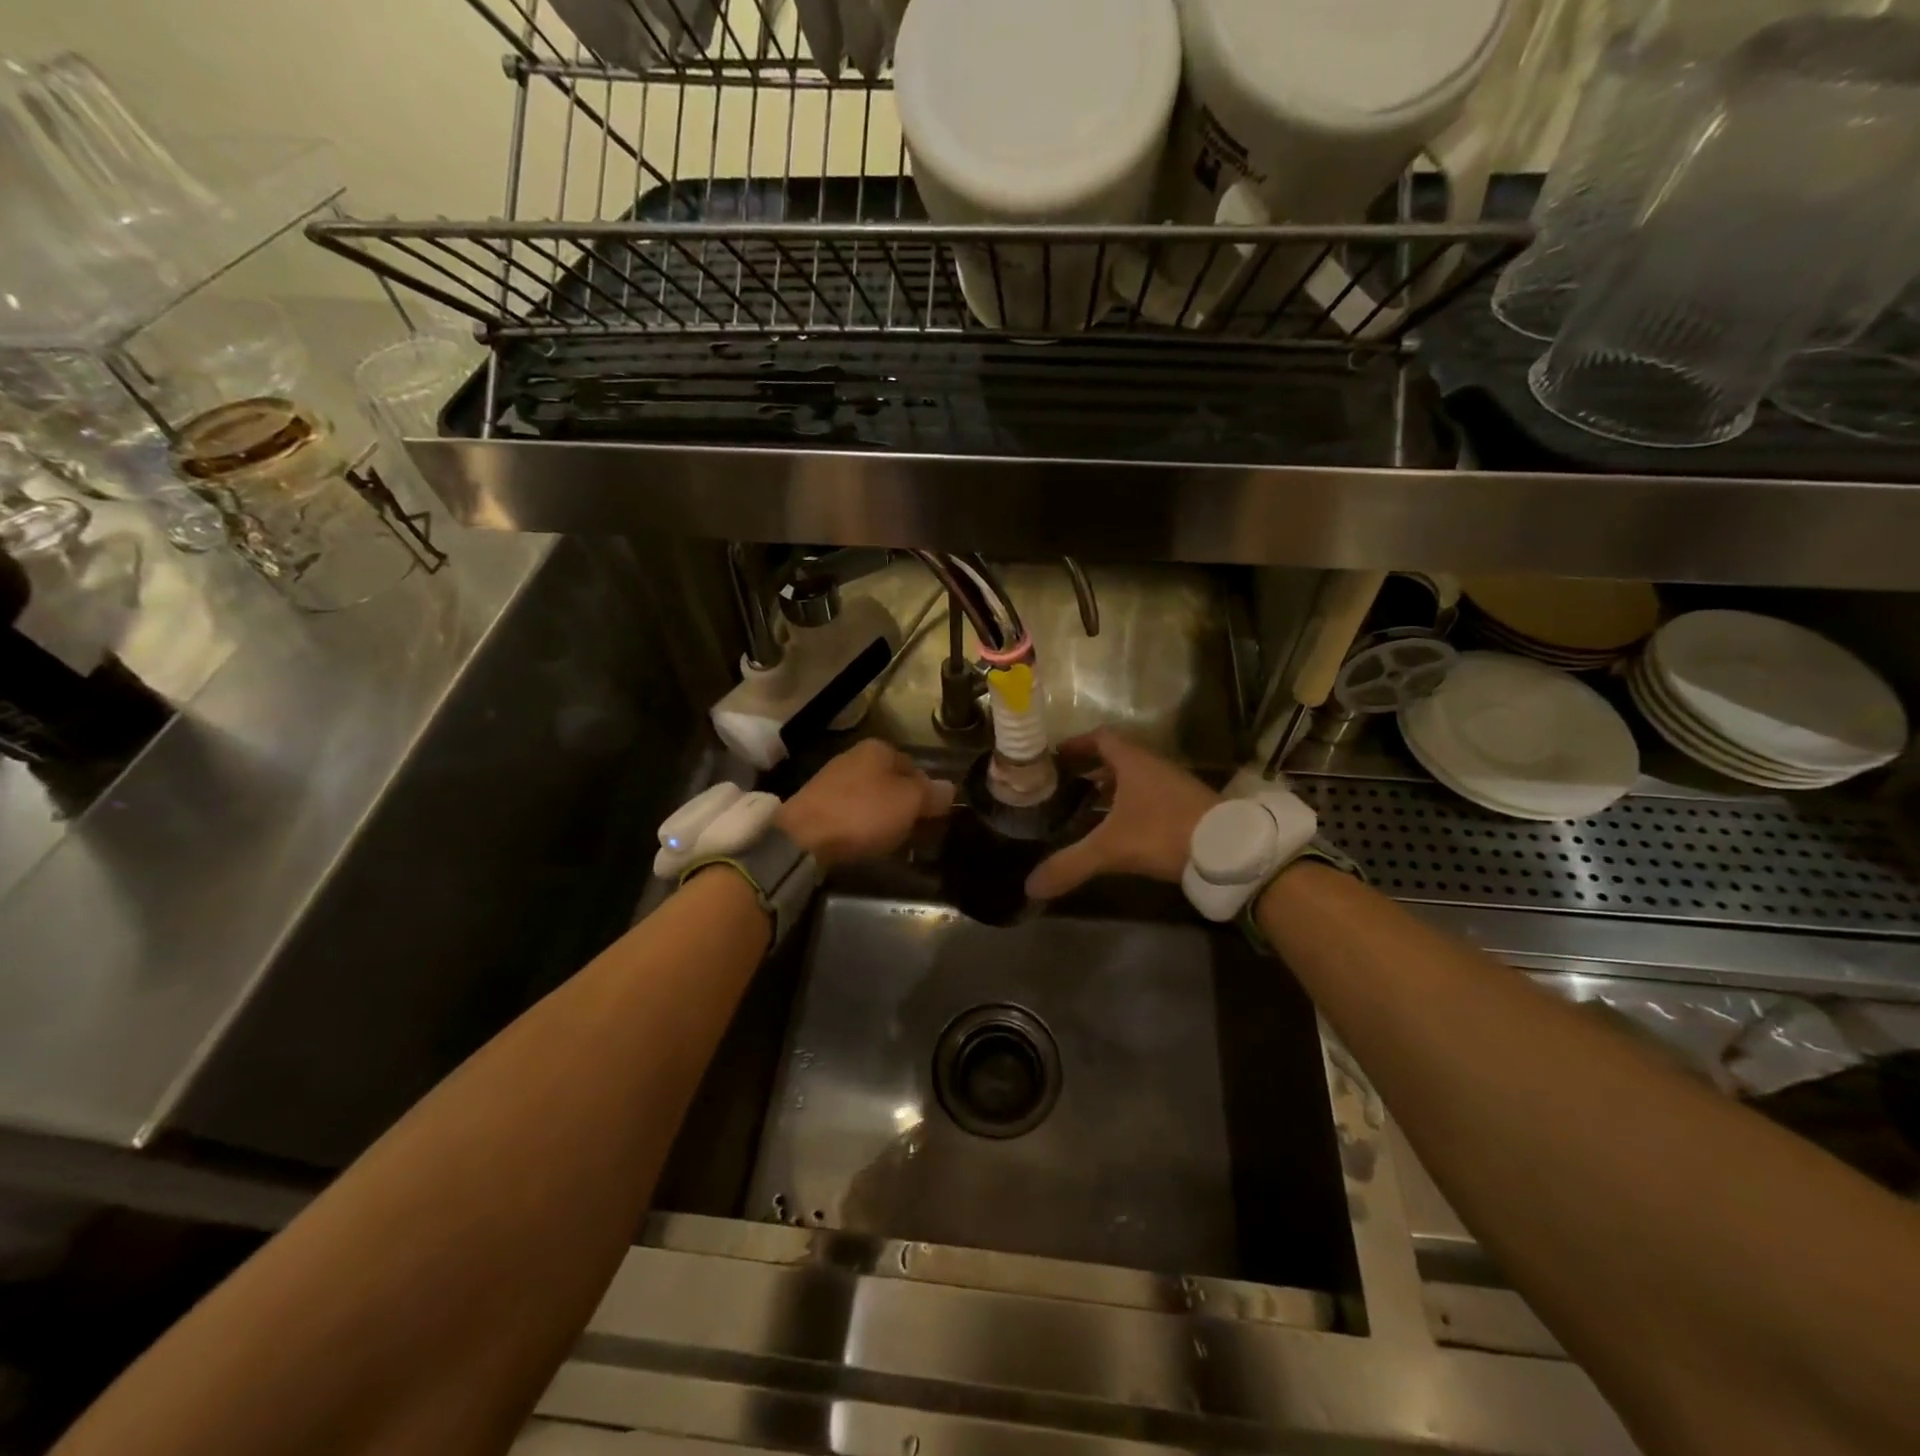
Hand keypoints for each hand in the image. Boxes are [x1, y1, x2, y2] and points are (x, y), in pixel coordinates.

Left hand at [775, 739, 954, 870]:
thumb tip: (950, 788)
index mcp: (879, 748)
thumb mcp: (909, 802)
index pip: (916, 767)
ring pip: (873, 799)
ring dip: (885, 818)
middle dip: (907, 806)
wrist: (803, 838)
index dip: (929, 792)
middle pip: (893, 782)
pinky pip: (853, 814)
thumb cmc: (863, 813)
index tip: (935, 818)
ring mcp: (833, 780)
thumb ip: (933, 793)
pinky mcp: (817, 805)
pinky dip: (863, 826)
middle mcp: (855, 756)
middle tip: (918, 833)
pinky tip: (866, 843)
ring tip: (895, 842)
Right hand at [1025, 730, 1220, 899]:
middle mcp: (1154, 766)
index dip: (1077, 744)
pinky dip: (1131, 804)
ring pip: (1136, 778)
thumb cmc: (1164, 833)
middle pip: (1118, 757)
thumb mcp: (1111, 849)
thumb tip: (1030, 887)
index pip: (1101, 738)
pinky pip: (1151, 796)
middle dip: (1091, 768)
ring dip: (1113, 787)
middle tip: (1067, 783)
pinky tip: (1123, 828)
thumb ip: (1070, 865)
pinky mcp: (1188, 806)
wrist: (1228, 851)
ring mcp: (1175, 786)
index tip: (1057, 755)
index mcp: (1133, 762)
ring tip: (1089, 806)